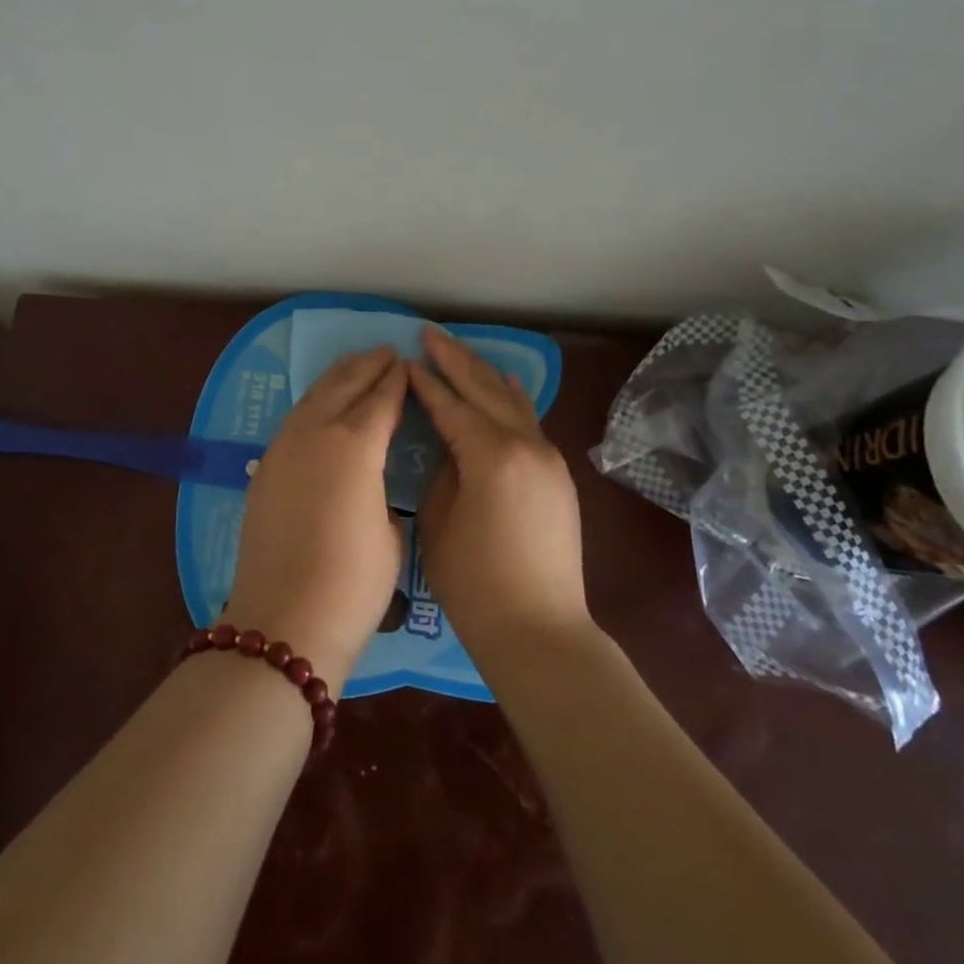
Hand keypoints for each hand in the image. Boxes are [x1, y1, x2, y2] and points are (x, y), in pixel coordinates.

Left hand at [221, 346, 406, 679]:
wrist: (284, 622)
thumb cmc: (353, 585)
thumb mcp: (391, 536)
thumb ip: (383, 494)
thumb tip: (372, 485)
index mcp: (355, 445)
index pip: (381, 400)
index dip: (396, 380)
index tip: (406, 363)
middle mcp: (316, 434)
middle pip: (343, 386)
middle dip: (366, 366)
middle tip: (385, 352)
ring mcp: (283, 449)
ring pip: (313, 397)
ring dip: (336, 378)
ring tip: (353, 364)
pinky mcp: (264, 469)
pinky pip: (294, 420)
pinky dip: (313, 403)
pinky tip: (320, 405)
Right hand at [410, 325, 589, 660]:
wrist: (539, 630)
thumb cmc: (475, 583)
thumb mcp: (439, 522)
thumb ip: (442, 472)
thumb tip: (449, 446)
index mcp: (491, 454)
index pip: (451, 405)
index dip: (425, 382)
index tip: (405, 359)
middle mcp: (526, 445)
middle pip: (485, 389)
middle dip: (455, 359)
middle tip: (429, 333)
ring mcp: (548, 458)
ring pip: (512, 400)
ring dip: (484, 373)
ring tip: (459, 351)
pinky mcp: (557, 475)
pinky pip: (529, 422)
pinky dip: (509, 399)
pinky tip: (502, 386)